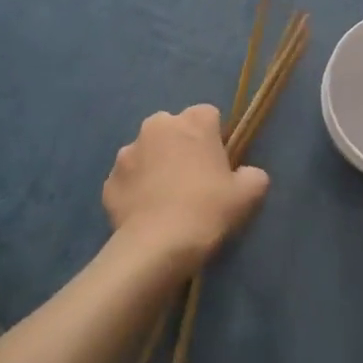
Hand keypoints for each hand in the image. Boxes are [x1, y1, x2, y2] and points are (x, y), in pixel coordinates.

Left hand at [103, 105, 268, 272]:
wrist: (157, 247)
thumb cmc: (207, 210)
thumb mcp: (248, 194)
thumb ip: (253, 174)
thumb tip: (245, 174)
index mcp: (193, 122)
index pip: (208, 115)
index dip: (215, 137)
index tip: (220, 163)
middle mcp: (156, 127)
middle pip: (173, 129)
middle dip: (181, 146)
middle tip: (193, 180)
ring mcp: (127, 152)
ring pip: (147, 152)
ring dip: (155, 166)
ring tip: (166, 199)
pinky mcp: (109, 181)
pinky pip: (128, 179)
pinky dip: (136, 190)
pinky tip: (147, 214)